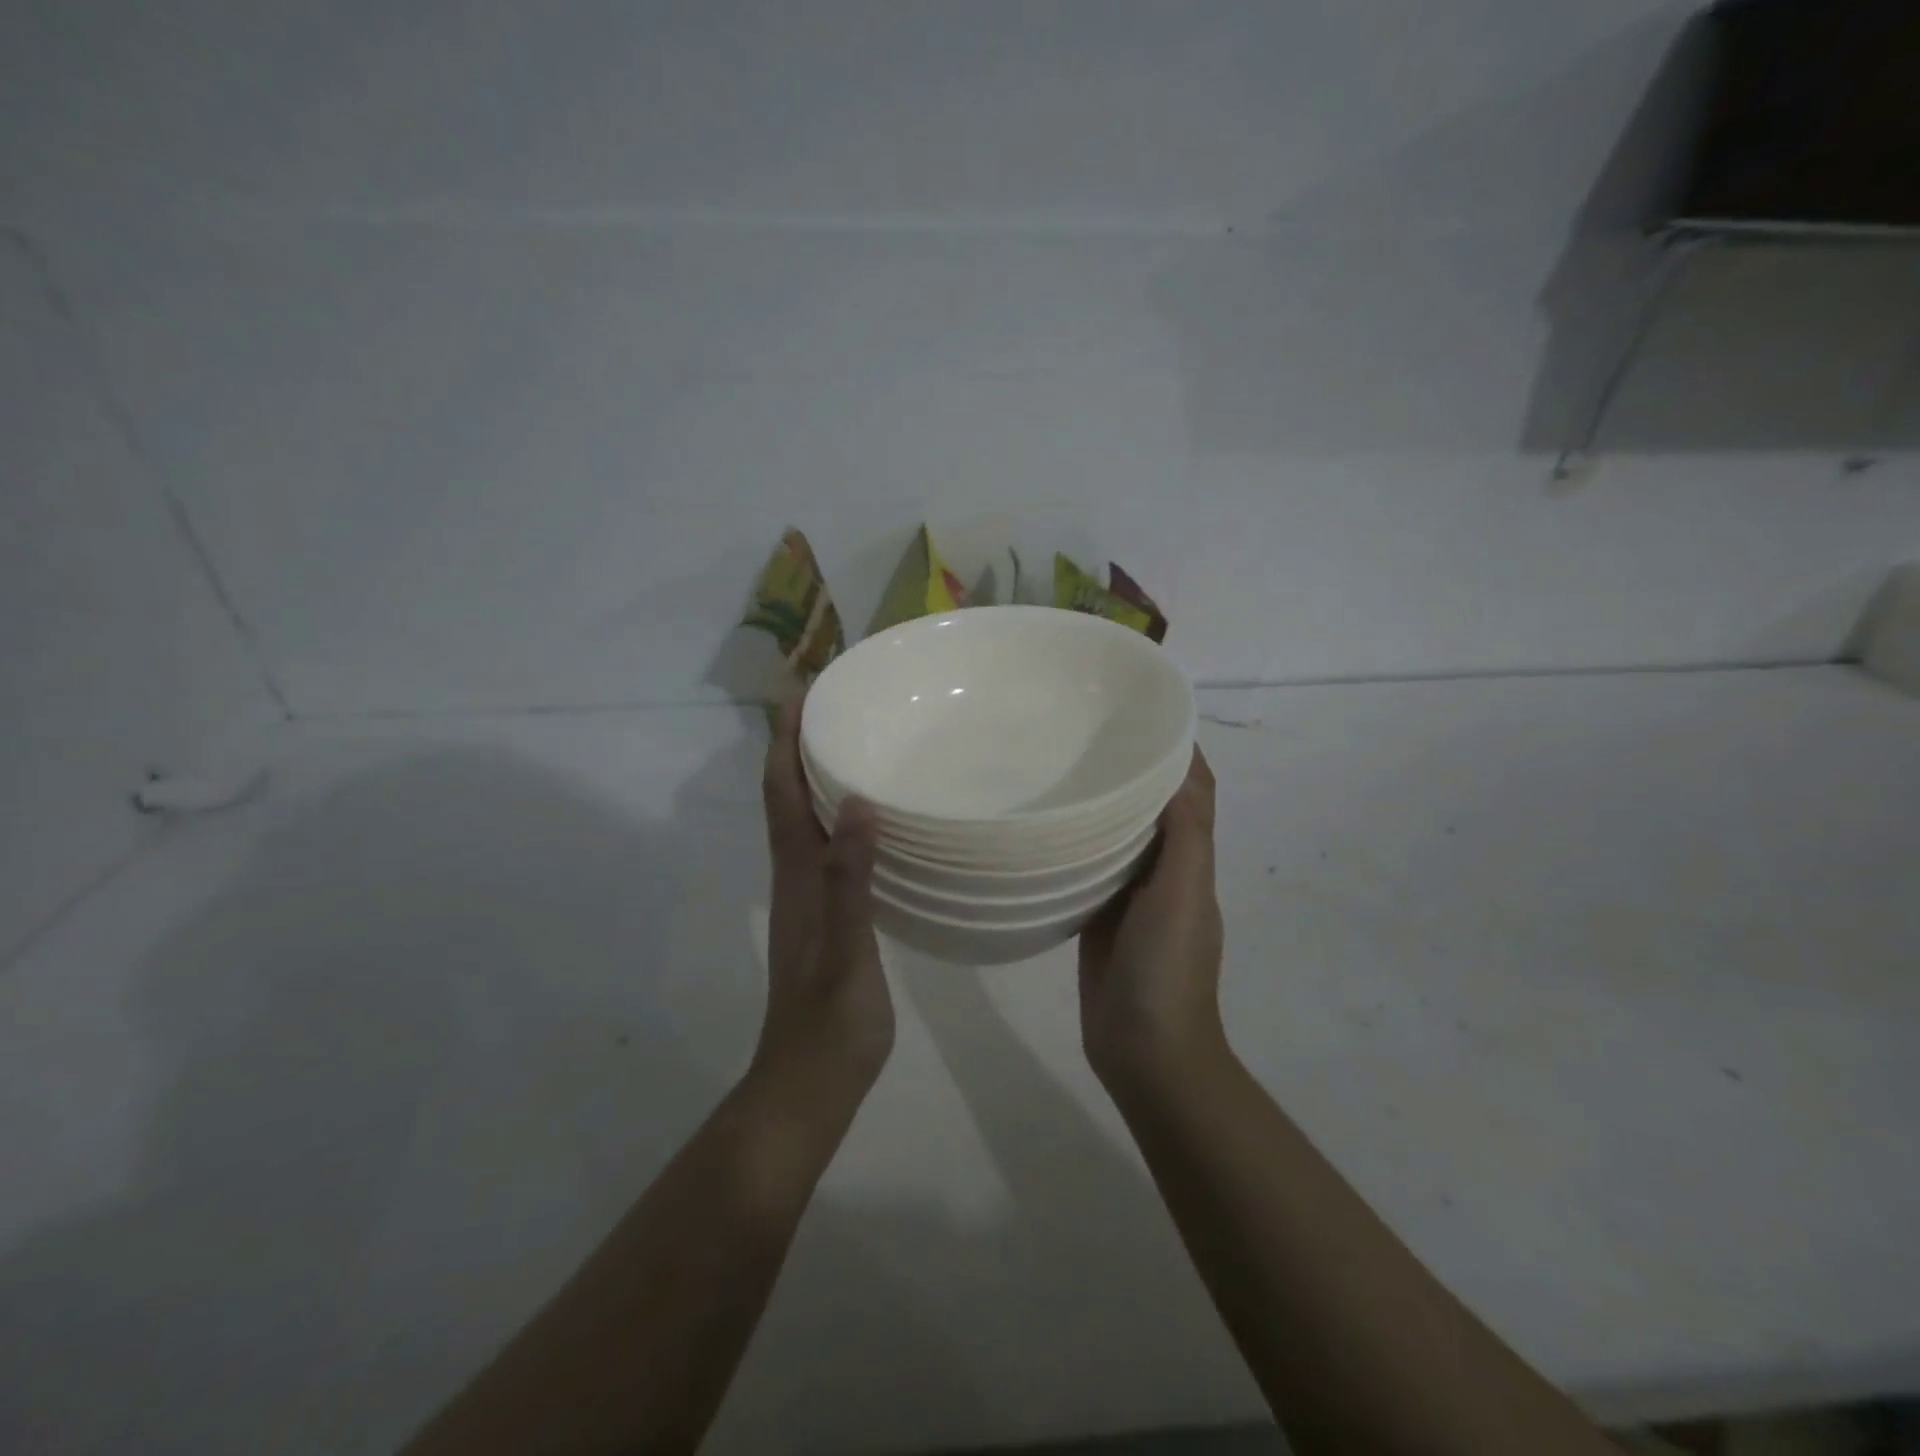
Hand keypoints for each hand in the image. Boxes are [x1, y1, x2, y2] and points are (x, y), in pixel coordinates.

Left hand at [755, 697, 895, 1098]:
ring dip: (816, 778)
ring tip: (852, 746)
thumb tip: (859, 806)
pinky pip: (827, 849)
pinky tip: (870, 819)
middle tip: (833, 707)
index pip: (782, 794)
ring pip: (805, 822)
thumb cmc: (830, 1025)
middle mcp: (796, 878)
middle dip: (798, 747)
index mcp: (797, 877)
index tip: (802, 695)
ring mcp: (808, 899)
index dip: (784, 743)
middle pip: (787, 798)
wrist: (807, 1087)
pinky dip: (838, 817)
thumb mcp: (847, 954)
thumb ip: (850, 883)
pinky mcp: (826, 918)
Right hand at [1078, 747, 1226, 1090]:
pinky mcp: (1098, 916)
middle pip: (1153, 806)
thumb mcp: (1182, 895)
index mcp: (1191, 859)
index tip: (1142, 712)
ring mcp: (1130, 895)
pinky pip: (1090, 867)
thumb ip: (1183, 835)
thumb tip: (1177, 766)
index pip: (1192, 791)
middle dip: (1133, 768)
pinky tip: (1045, 826)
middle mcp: (1164, 870)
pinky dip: (1077, 841)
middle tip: (1085, 732)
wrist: (1146, 1052)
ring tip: (1060, 765)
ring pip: (1119, 835)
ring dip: (1102, 802)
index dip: (1178, 751)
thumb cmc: (1167, 969)